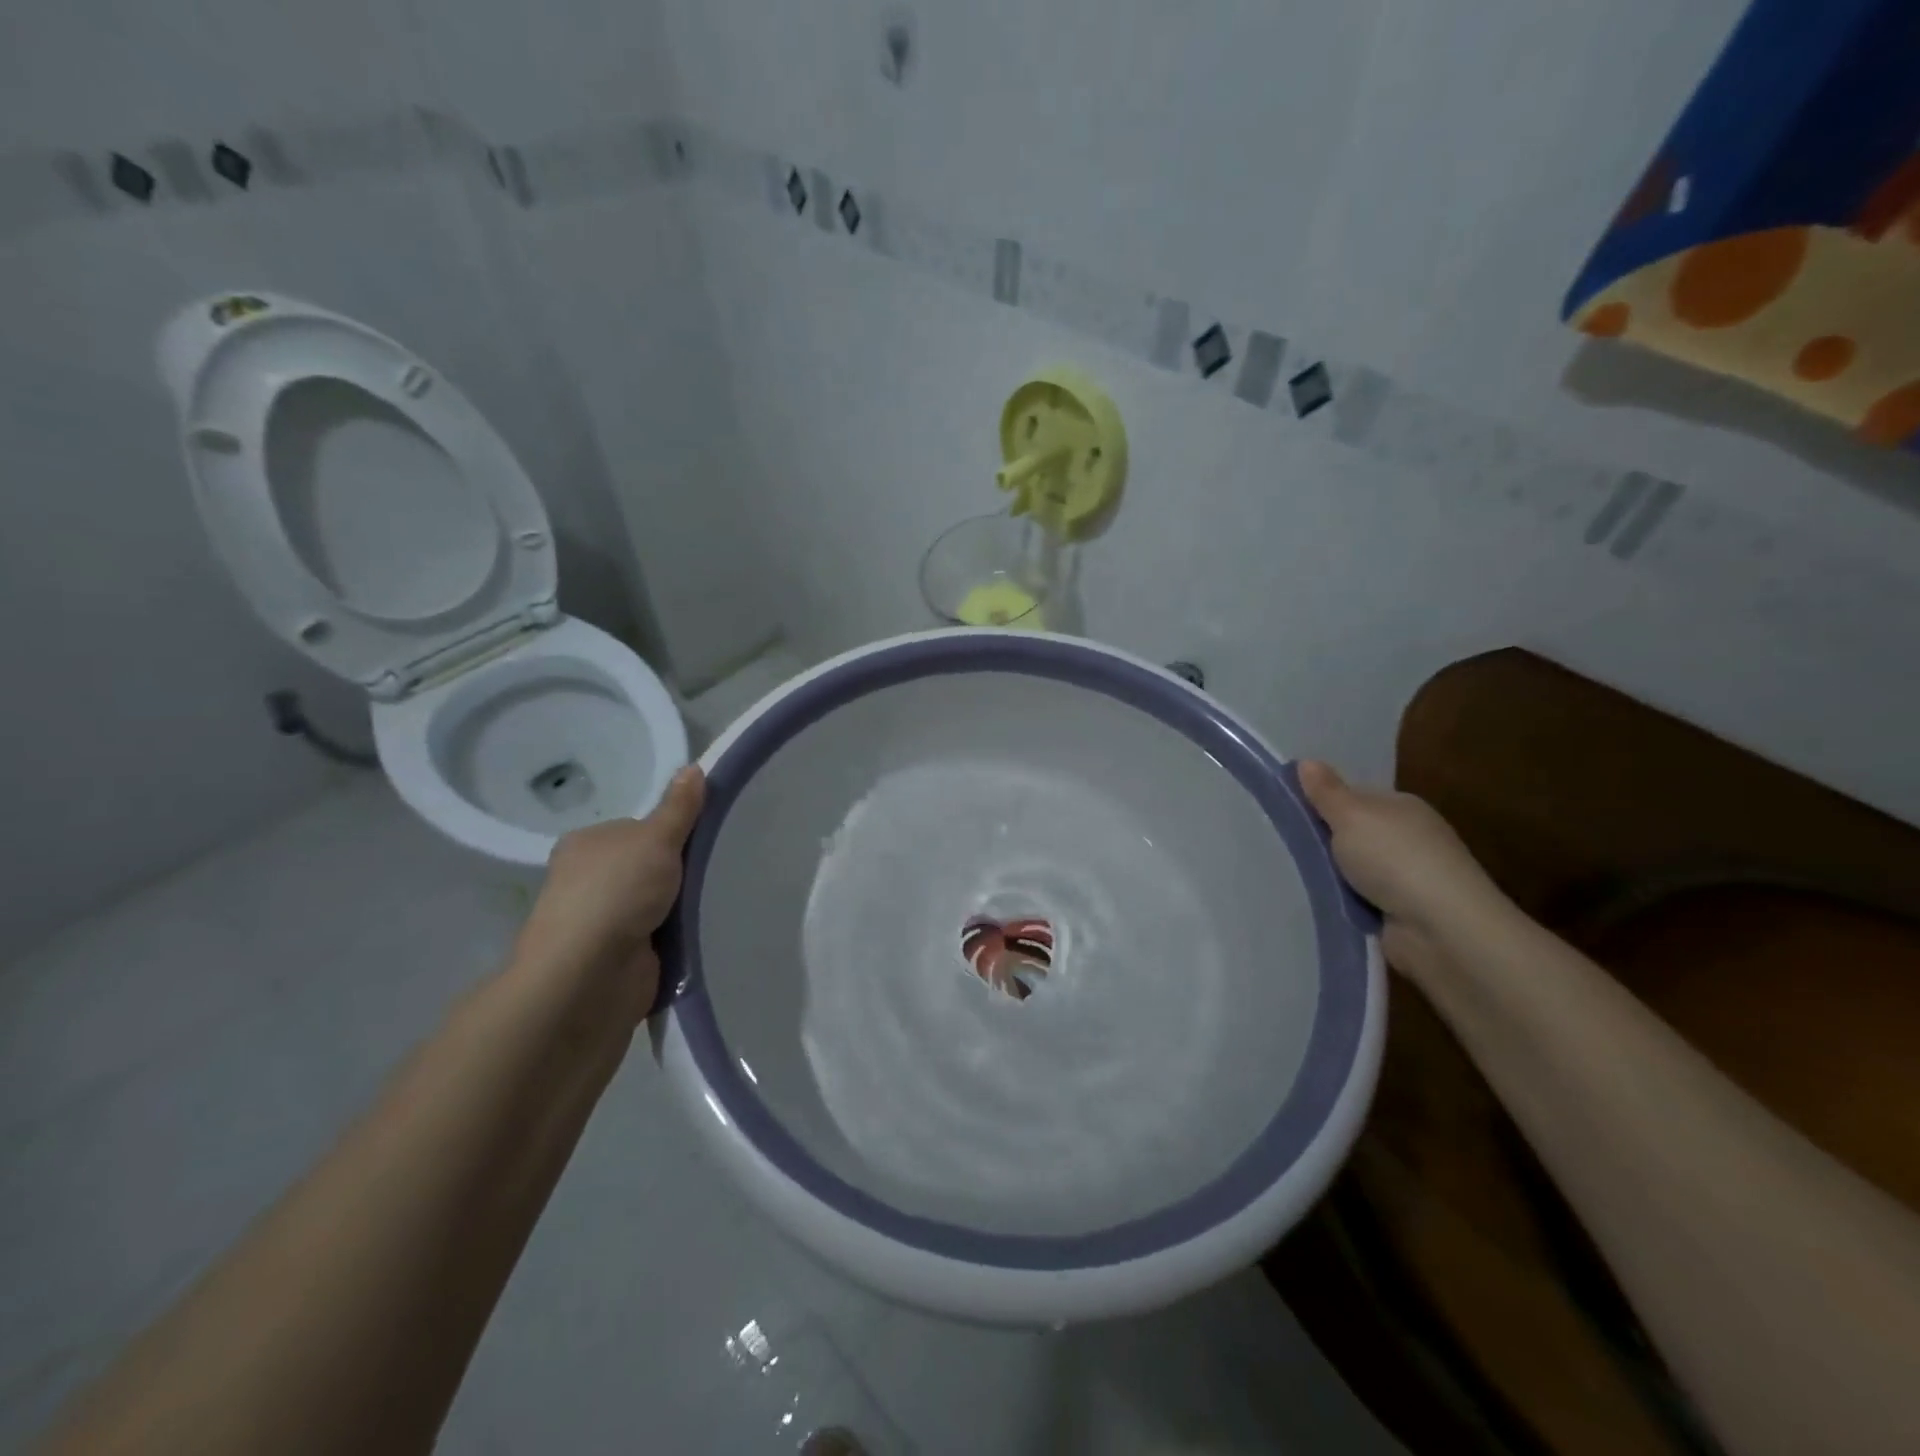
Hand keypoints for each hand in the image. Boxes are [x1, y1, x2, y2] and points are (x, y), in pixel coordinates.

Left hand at [513, 766, 704, 1020]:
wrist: (589, 976)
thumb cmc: (617, 894)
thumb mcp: (656, 839)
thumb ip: (679, 808)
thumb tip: (694, 767)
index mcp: (587, 845)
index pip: (638, 830)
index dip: (671, 834)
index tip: (702, 841)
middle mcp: (587, 881)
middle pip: (648, 867)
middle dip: (679, 873)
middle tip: (717, 870)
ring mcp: (600, 922)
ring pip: (656, 904)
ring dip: (682, 908)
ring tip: (717, 902)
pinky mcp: (616, 958)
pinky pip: (658, 938)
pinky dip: (677, 938)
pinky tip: (701, 934)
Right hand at [1297, 760, 1503, 977]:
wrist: (1441, 929)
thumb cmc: (1395, 859)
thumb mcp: (1351, 816)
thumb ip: (1326, 792)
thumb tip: (1306, 761)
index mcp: (1403, 807)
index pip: (1355, 797)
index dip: (1323, 803)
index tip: (1289, 813)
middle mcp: (1409, 837)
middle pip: (1354, 833)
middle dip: (1324, 841)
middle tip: (1285, 845)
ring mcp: (1409, 876)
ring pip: (1354, 868)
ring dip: (1332, 874)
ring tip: (1293, 875)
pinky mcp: (1403, 911)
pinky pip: (1361, 898)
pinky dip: (1344, 901)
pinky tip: (1322, 901)